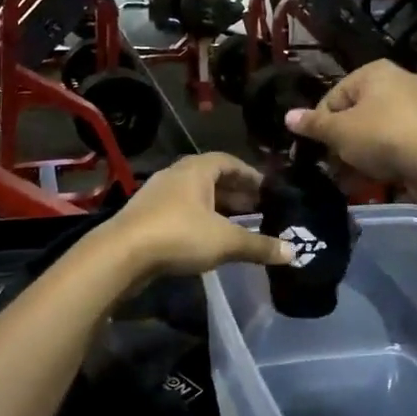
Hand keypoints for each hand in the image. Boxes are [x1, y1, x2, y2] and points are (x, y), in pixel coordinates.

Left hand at [97, 153, 294, 278]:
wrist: (122, 254)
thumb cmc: (179, 235)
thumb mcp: (226, 241)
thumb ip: (259, 245)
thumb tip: (294, 253)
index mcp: (196, 169)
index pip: (229, 161)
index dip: (250, 175)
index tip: (268, 190)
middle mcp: (176, 174)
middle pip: (211, 178)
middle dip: (235, 194)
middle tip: (258, 210)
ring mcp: (157, 194)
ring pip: (195, 196)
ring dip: (216, 208)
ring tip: (237, 226)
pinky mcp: (145, 216)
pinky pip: (180, 211)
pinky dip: (199, 220)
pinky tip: (208, 240)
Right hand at [284, 60, 416, 186]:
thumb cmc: (381, 136)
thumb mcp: (339, 132)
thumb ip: (313, 124)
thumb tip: (288, 116)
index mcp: (374, 71)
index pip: (334, 96)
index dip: (321, 124)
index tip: (317, 148)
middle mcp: (397, 80)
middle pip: (355, 113)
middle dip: (340, 141)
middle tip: (332, 164)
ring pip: (374, 129)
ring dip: (358, 153)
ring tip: (348, 177)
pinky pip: (394, 141)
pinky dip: (381, 157)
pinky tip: (370, 178)